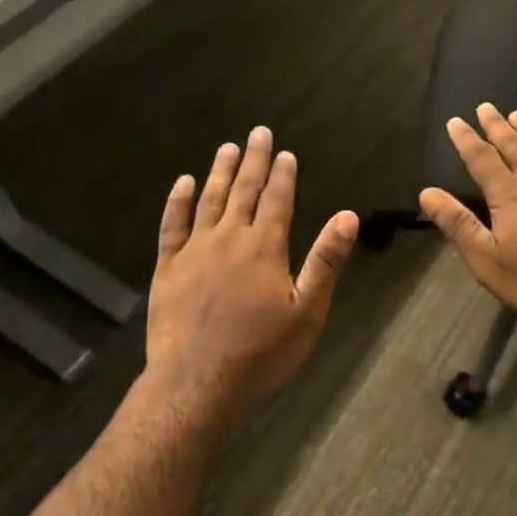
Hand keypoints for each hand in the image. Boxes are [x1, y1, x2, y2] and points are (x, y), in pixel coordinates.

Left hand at [145, 127, 357, 414]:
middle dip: (254, 159)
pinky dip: (177, 201)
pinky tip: (182, 183)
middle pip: (244, 190)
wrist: (197, 383)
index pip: (277, 199)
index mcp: (265, 247)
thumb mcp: (307, 310)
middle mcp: (230, 237)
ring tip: (227, 147)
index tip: (285, 152)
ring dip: (220, 171)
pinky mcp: (168, 266)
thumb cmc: (260, 352)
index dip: (283, 174)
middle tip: (258, 132)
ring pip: (210, 199)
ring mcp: (195, 250)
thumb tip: (348, 216)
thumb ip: (326, 260)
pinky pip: (172, 225)